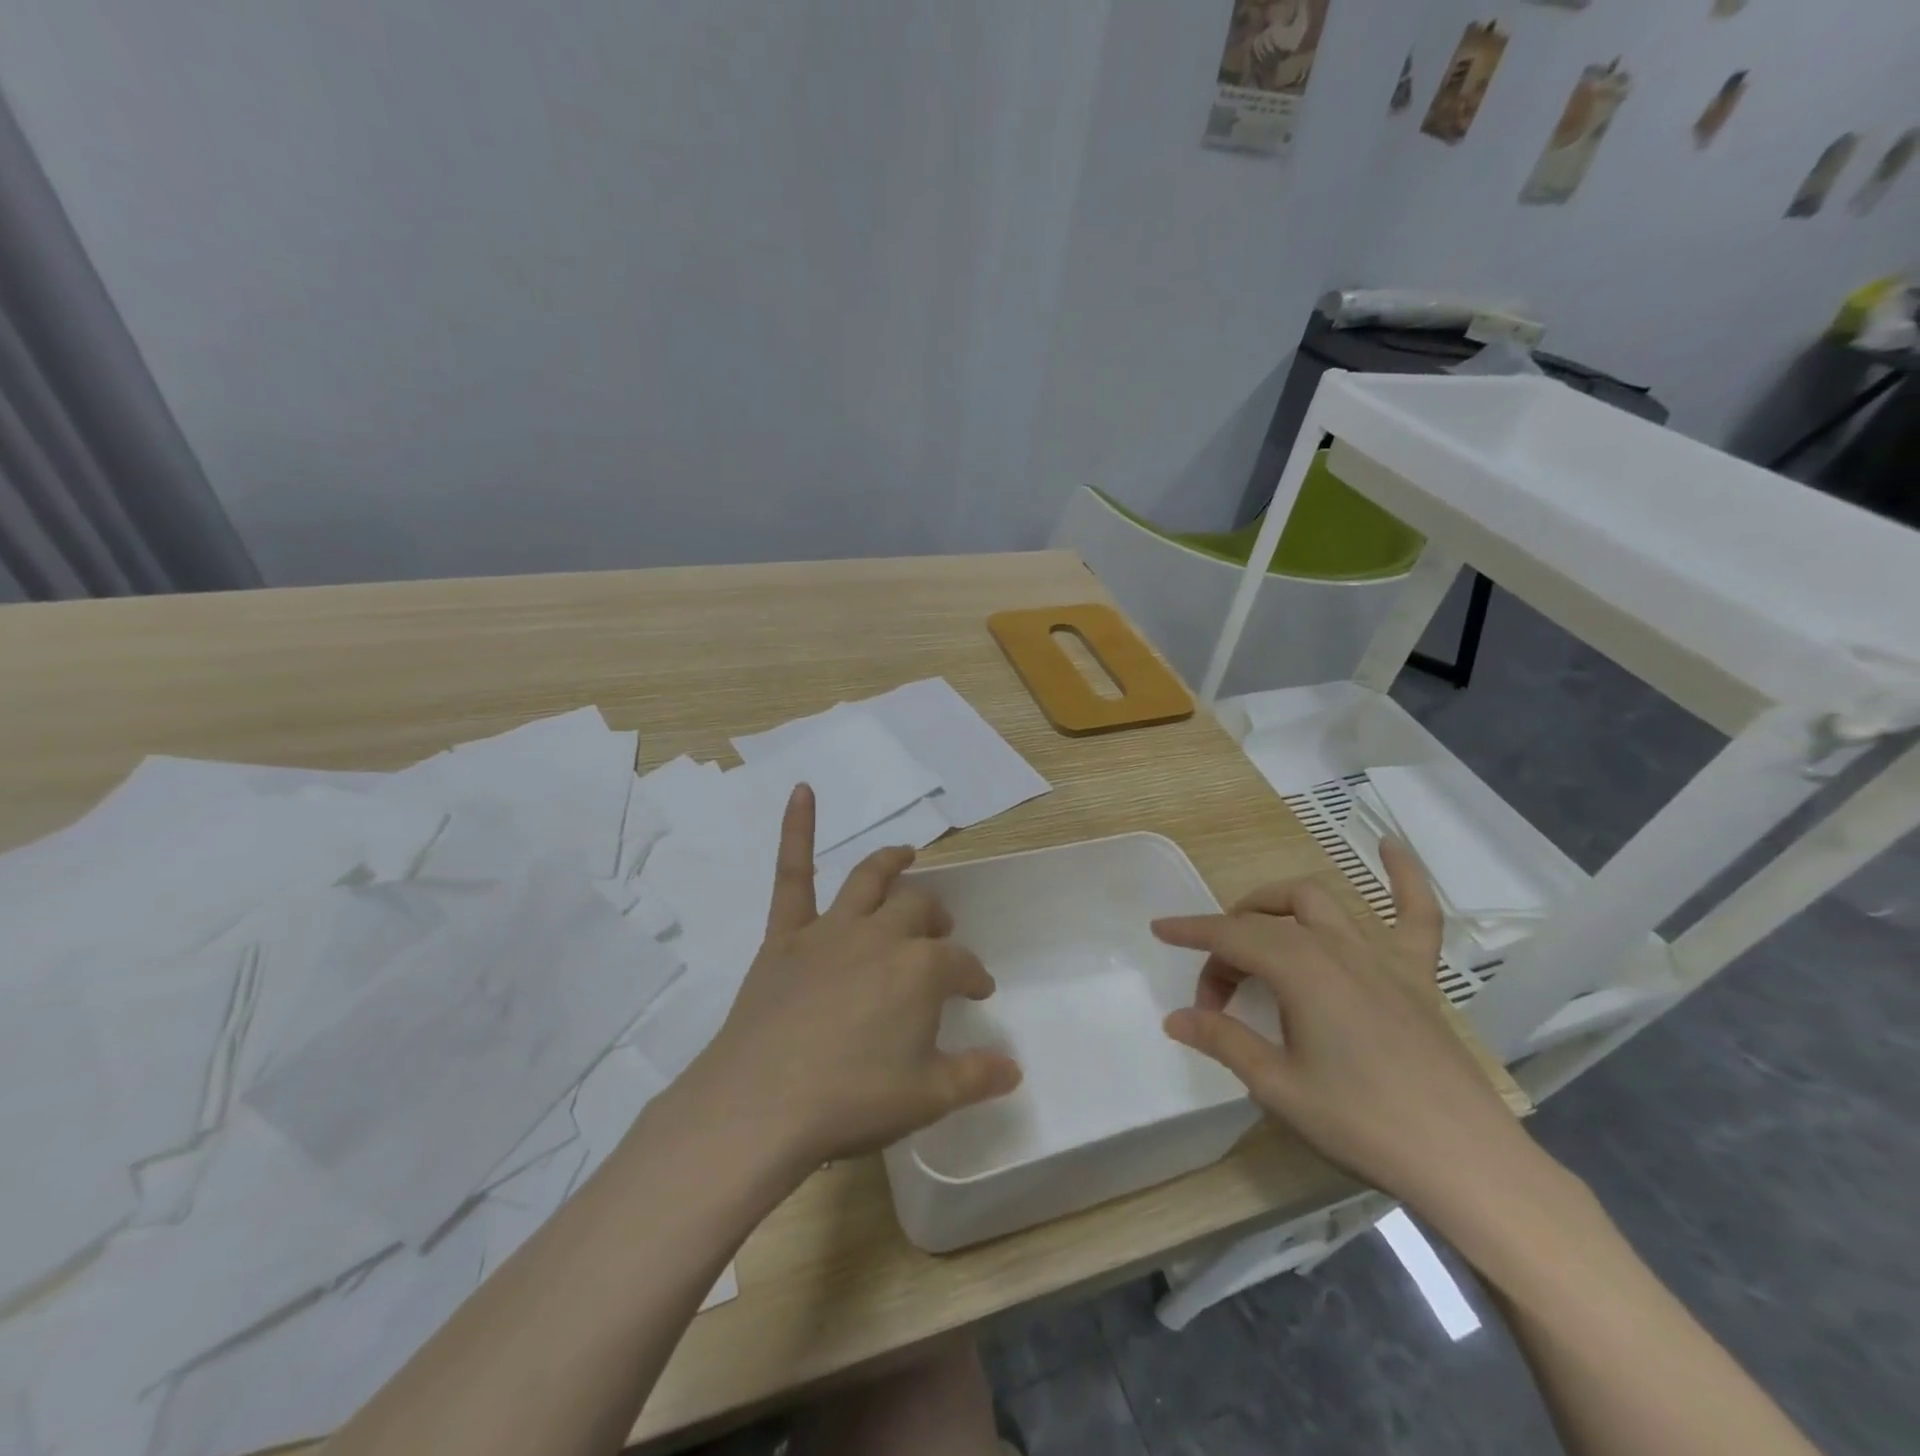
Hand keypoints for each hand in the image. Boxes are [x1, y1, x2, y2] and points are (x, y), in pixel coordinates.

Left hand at [679, 786, 1021, 1172]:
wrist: (760, 1105)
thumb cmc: (851, 1101)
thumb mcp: (928, 1098)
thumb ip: (976, 1076)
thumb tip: (1014, 1068)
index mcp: (921, 970)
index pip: (960, 963)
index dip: (973, 976)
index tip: (978, 993)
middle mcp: (881, 937)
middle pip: (919, 912)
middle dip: (937, 920)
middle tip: (942, 936)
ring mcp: (831, 931)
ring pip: (869, 879)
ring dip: (892, 862)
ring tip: (907, 854)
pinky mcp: (785, 936)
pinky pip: (792, 874)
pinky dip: (797, 830)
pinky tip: (802, 790)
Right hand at [1151, 840, 1531, 1212]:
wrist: (1464, 1162)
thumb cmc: (1361, 1123)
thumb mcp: (1277, 1086)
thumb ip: (1224, 1041)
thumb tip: (1174, 1017)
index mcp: (1299, 969)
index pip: (1231, 937)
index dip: (1191, 931)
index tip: (1160, 930)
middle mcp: (1336, 947)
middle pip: (1265, 922)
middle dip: (1227, 942)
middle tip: (1217, 994)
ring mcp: (1381, 956)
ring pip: (1318, 901)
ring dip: (1277, 901)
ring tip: (1255, 923)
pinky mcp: (1418, 975)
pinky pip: (1416, 913)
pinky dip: (1403, 875)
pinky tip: (1389, 844)